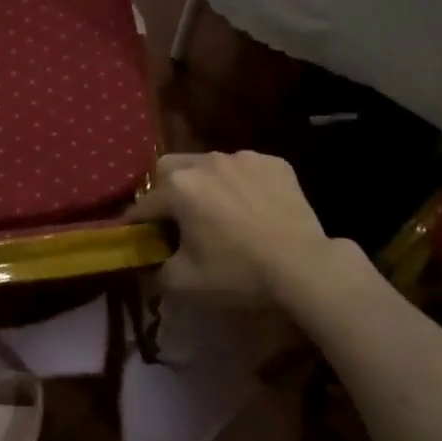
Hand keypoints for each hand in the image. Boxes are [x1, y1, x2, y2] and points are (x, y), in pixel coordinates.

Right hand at [126, 152, 333, 305]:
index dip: (137, 223)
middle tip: (177, 219)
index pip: (144, 203)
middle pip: (170, 169)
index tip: (138, 238)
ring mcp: (243, 158)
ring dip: (205, 184)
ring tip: (220, 212)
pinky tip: (253, 208)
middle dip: (166, 190)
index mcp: (180, 187)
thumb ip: (154, 272)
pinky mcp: (274, 162)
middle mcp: (207, 161)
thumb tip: (145, 269)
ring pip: (209, 165)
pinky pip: (245, 168)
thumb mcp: (185, 282)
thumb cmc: (237, 273)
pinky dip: (241, 184)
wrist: (303, 266)